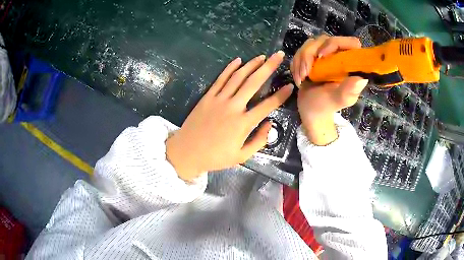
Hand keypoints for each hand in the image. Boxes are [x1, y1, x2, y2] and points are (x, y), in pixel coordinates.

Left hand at [166, 52, 292, 180]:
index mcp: (243, 123)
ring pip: (238, 77)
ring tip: (262, 56)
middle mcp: (233, 107)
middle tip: (278, 56)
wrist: (187, 152)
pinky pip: (220, 79)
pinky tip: (238, 60)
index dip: (281, 95)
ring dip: (251, 65)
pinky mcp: (207, 97)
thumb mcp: (241, 156)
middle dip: (268, 67)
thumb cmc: (215, 157)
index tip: (290, 85)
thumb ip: (259, 141)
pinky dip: (229, 68)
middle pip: (254, 82)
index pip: (268, 105)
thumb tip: (269, 124)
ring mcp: (219, 99)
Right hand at [290, 36, 368, 144]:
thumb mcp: (339, 99)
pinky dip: (296, 63)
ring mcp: (325, 54)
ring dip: (301, 60)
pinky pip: (301, 50)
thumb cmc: (326, 106)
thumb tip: (362, 79)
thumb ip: (348, 90)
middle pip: (324, 39)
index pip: (350, 43)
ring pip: (310, 43)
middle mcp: (339, 55)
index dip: (335, 44)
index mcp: (350, 64)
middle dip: (309, 54)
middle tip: (305, 73)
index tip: (321, 56)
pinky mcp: (313, 56)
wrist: (311, 110)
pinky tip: (299, 77)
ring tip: (301, 79)